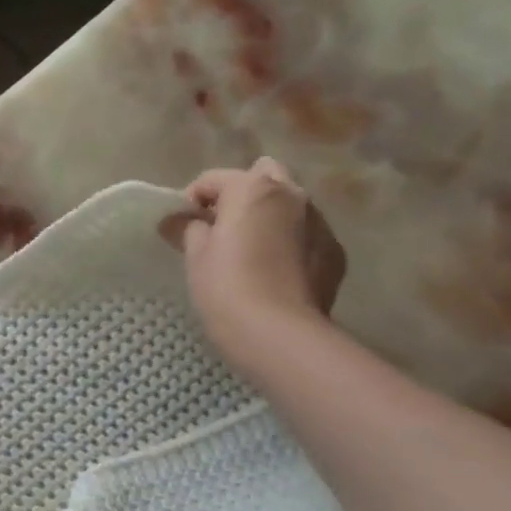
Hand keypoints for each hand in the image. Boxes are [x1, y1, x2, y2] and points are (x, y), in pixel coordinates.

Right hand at [179, 157, 346, 364]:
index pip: (212, 178)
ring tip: (250, 252)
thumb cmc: (226, 287)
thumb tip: (177, 220)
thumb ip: (186, 229)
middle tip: (220, 230)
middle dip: (240, 196)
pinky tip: (274, 272)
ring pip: (289, 205)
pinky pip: (306, 235)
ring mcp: (320, 222)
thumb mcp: (196, 257)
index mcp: (253, 188)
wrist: (279, 333)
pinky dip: (289, 243)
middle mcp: (292, 194)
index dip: (191, 201)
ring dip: (268, 217)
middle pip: (262, 177)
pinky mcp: (333, 251)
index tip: (181, 228)